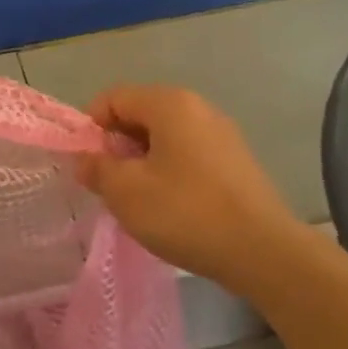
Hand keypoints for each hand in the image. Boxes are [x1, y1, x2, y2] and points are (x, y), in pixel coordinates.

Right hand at [77, 85, 304, 284]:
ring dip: (141, 162)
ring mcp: (221, 134)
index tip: (87, 165)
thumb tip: (85, 159)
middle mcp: (198, 108)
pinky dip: (168, 172)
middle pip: (140, 114)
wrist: (262, 251)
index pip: (113, 98)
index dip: (90, 127)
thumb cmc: (185, 212)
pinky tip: (169, 207)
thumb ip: (97, 168)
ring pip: (164, 137)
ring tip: (137, 200)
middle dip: (116, 146)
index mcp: (170, 103)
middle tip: (109, 185)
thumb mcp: (126, 192)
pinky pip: (187, 155)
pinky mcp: (235, 161)